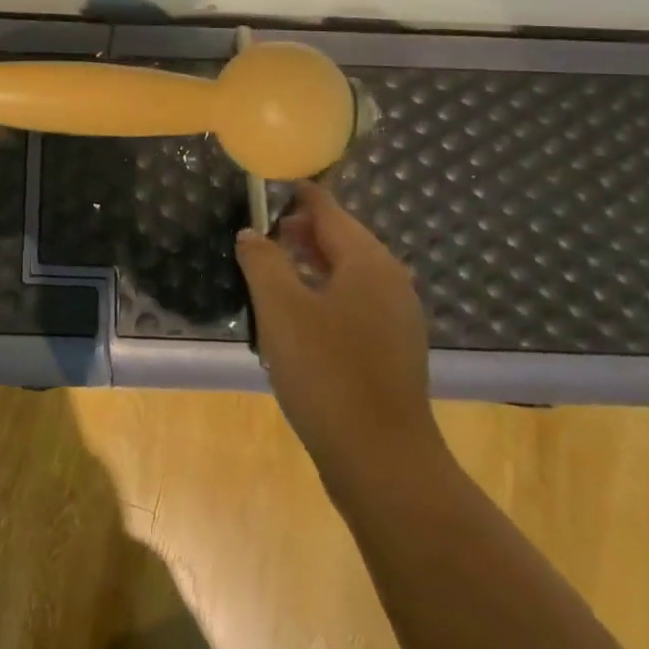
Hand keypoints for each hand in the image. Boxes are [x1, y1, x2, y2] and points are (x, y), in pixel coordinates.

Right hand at [236, 182, 441, 481]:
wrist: (382, 460)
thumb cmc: (327, 372)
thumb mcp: (281, 308)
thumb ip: (263, 260)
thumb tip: (251, 233)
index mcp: (368, 261)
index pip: (328, 210)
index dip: (296, 195)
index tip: (267, 188)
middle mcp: (390, 280)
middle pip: (341, 238)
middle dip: (300, 232)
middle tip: (259, 235)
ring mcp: (396, 316)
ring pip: (347, 273)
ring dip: (309, 265)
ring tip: (270, 272)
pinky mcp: (393, 348)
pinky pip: (354, 302)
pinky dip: (324, 294)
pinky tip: (296, 316)